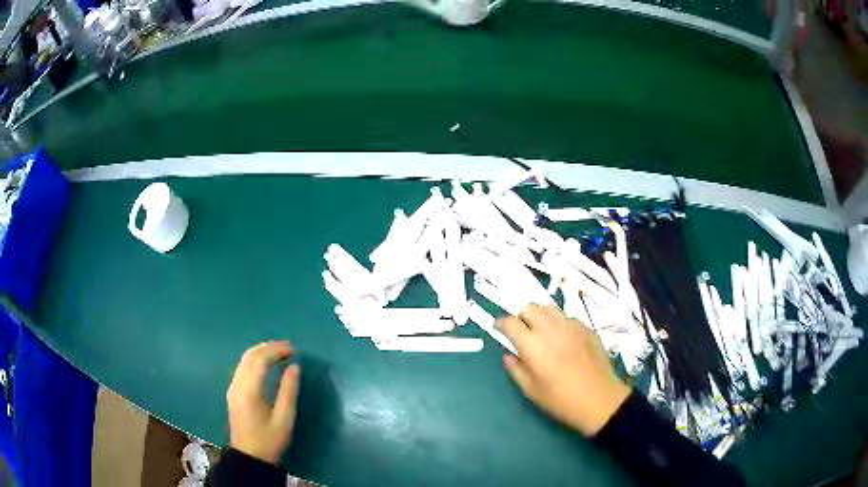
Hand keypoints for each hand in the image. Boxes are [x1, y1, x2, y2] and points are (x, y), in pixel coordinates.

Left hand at [226, 340, 300, 463]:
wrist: (248, 457)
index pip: (260, 359)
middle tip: (289, 348)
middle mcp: (237, 384)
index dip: (276, 350)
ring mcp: (233, 387)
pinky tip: (267, 364)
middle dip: (269, 347)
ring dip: (262, 352)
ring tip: (281, 353)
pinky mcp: (233, 392)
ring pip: (245, 359)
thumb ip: (288, 391)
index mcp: (249, 390)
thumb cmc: (268, 440)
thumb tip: (295, 367)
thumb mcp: (284, 419)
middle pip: (250, 355)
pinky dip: (256, 360)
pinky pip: (243, 367)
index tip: (294, 350)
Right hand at [499, 304, 630, 435]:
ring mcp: (570, 325)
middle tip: (522, 333)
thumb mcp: (531, 390)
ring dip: (540, 316)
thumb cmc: (560, 399)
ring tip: (542, 332)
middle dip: (521, 317)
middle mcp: (550, 328)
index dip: (501, 324)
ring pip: (548, 308)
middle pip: (529, 307)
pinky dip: (558, 323)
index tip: (499, 329)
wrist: (599, 399)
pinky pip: (566, 317)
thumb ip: (516, 369)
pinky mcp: (585, 327)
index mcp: (532, 344)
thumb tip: (508, 355)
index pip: (510, 322)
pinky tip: (563, 340)